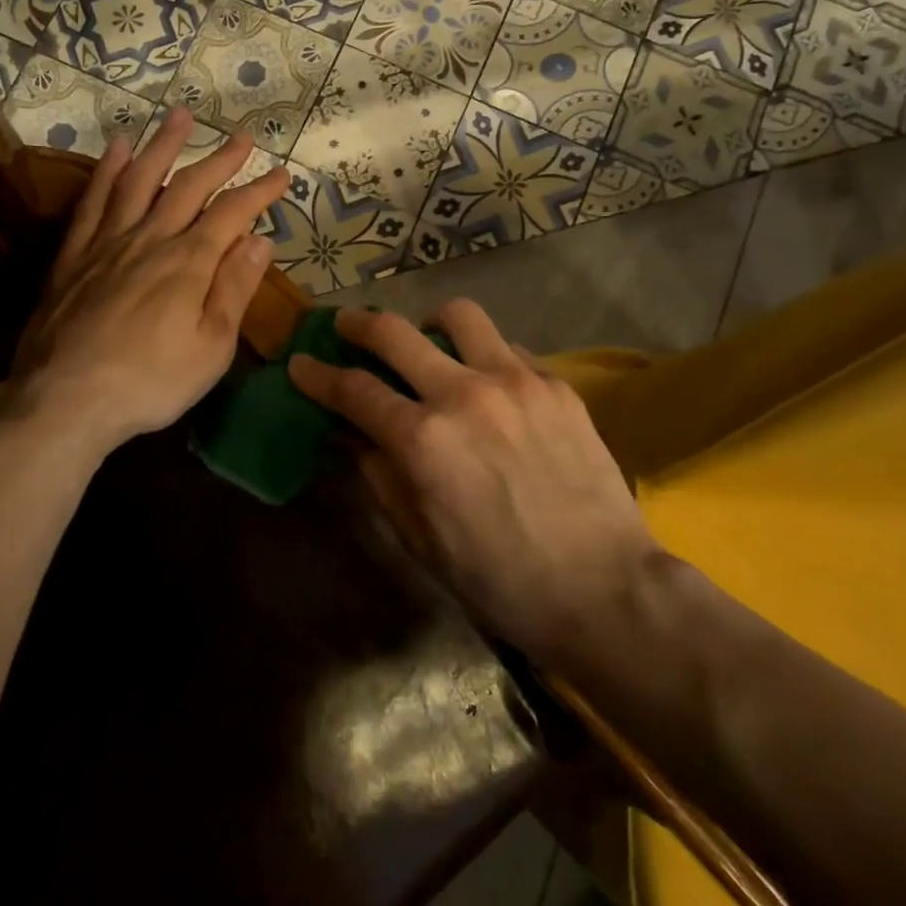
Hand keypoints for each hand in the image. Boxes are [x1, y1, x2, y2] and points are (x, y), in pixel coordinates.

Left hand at [6, 110, 288, 456]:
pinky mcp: (73, 256)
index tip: (282, 175)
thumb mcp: (211, 347)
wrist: (64, 400)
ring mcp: (107, 243)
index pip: (232, 213)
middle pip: (188, 187)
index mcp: (188, 263)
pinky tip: (116, 151)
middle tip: (240, 136)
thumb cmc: (150, 383)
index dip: (259, 191)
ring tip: (178, 116)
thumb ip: (235, 289)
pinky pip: (93, 202)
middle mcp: (149, 239)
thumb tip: (260, 240)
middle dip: (219, 159)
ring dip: (162, 146)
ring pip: (138, 180)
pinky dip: (106, 171)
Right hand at [288, 302, 657, 666]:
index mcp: (422, 440)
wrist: (605, 589)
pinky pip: (507, 348)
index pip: (352, 390)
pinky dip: (483, 356)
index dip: (317, 374)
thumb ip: (377, 475)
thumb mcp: (420, 537)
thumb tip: (346, 435)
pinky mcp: (555, 384)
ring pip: (458, 316)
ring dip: (430, 324)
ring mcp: (515, 381)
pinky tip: (488, 385)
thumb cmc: (499, 579)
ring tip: (429, 343)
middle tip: (347, 325)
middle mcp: (463, 394)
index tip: (300, 362)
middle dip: (358, 324)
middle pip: (394, 332)